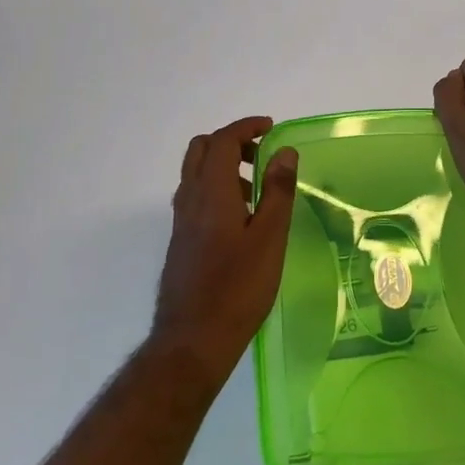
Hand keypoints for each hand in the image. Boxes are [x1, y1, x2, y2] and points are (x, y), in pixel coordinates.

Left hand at [151, 116, 298, 379]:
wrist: (194, 337)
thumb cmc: (239, 287)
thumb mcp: (269, 238)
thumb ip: (277, 191)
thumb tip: (284, 150)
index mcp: (211, 192)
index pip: (222, 141)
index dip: (246, 127)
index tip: (271, 127)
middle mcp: (189, 199)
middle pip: (201, 150)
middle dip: (231, 141)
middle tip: (262, 153)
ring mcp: (181, 221)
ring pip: (196, 174)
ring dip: (224, 166)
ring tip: (259, 189)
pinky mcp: (181, 240)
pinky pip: (196, 197)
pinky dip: (217, 189)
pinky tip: (241, 219)